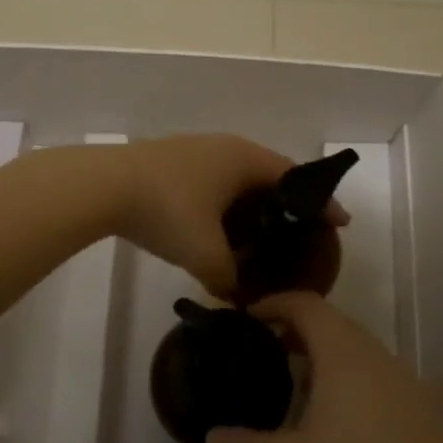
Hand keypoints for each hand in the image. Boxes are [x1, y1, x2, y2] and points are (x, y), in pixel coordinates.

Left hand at [112, 135, 346, 299]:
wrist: (103, 186)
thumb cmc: (167, 212)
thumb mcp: (206, 254)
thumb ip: (229, 279)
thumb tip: (235, 295)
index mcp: (244, 159)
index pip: (295, 178)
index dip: (320, 203)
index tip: (339, 224)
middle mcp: (224, 147)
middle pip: (267, 176)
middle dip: (284, 206)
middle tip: (298, 236)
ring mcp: (195, 150)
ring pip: (235, 179)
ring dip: (249, 206)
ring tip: (258, 238)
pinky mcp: (170, 161)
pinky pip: (212, 182)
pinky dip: (223, 205)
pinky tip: (217, 229)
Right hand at [207, 292, 442, 442]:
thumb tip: (212, 436)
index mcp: (343, 354)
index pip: (305, 304)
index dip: (274, 303)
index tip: (248, 318)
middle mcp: (378, 355)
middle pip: (333, 323)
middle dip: (297, 331)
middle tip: (267, 353)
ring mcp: (409, 380)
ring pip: (360, 351)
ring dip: (328, 357)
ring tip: (302, 389)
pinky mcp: (429, 407)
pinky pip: (382, 377)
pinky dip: (356, 381)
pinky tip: (347, 423)